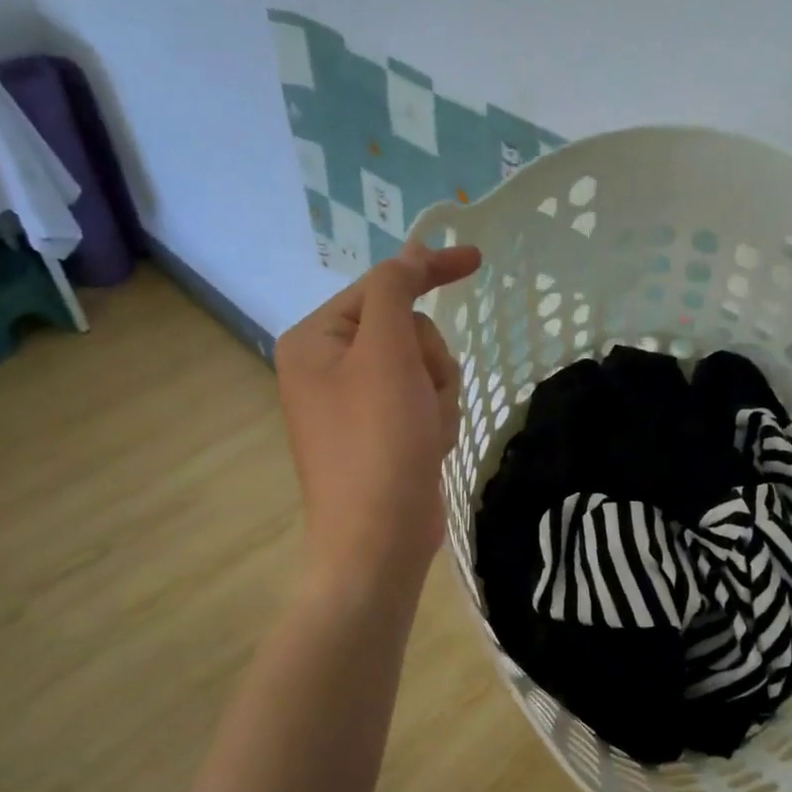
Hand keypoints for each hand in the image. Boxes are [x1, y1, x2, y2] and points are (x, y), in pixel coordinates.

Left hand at [276, 241, 482, 583]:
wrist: (379, 539)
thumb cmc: (378, 440)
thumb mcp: (386, 353)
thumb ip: (395, 291)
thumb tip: (408, 252)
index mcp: (315, 339)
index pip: (381, 287)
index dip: (429, 272)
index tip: (476, 260)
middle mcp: (329, 366)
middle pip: (407, 331)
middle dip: (429, 362)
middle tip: (422, 396)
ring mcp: (356, 403)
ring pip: (424, 368)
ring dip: (437, 395)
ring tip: (425, 431)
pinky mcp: (381, 433)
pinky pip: (423, 402)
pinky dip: (435, 420)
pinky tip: (427, 449)